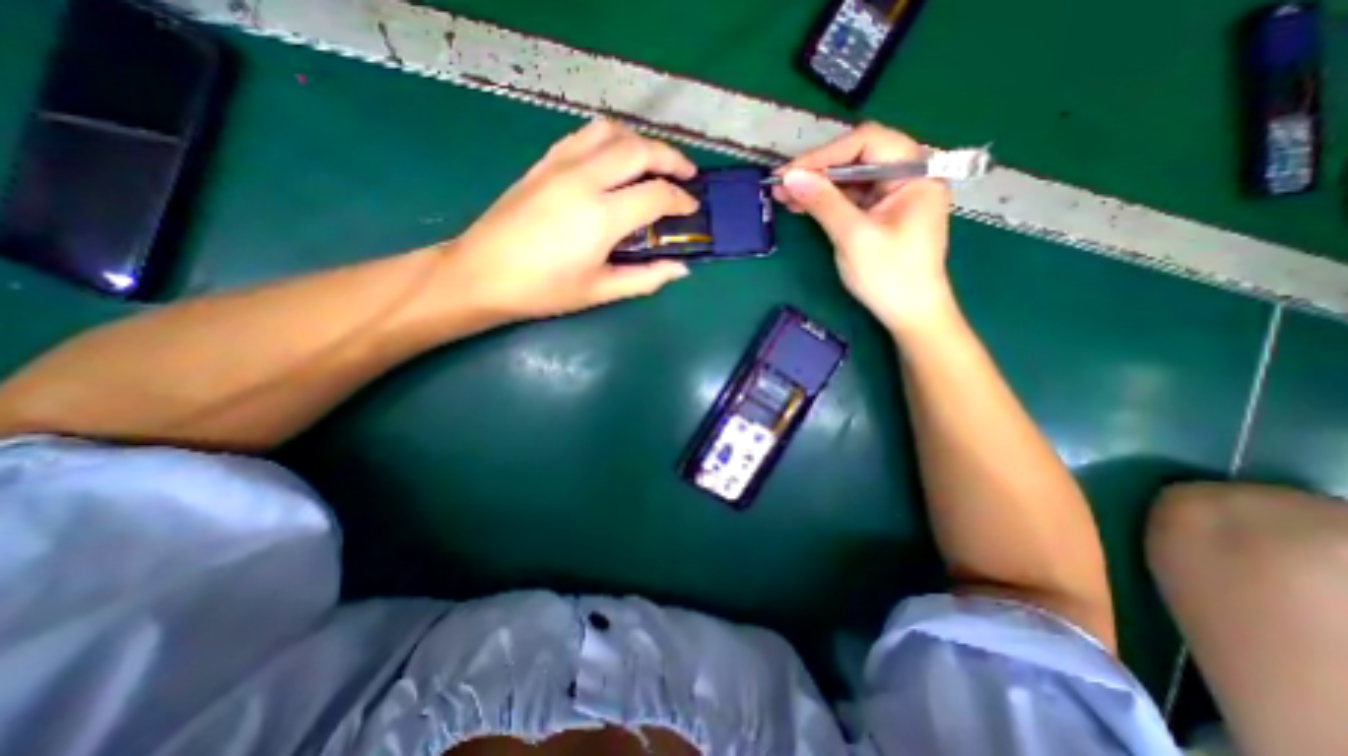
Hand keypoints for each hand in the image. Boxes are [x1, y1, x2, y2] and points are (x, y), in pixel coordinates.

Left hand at [446, 117, 701, 319]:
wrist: (482, 274)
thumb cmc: (544, 290)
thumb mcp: (600, 291)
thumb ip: (646, 278)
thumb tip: (681, 268)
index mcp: (601, 216)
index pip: (656, 194)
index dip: (681, 200)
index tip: (691, 209)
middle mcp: (584, 179)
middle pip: (639, 149)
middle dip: (671, 158)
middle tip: (686, 175)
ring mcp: (560, 165)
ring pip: (611, 131)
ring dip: (640, 142)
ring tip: (652, 163)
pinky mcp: (543, 162)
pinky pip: (584, 136)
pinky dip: (609, 140)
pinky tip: (613, 160)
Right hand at [767, 121, 955, 332]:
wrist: (910, 315)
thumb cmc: (890, 276)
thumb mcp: (853, 236)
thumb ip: (824, 202)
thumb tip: (790, 176)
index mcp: (915, 173)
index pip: (868, 142)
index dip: (825, 154)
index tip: (791, 172)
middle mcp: (907, 177)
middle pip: (858, 158)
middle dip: (818, 170)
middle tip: (781, 183)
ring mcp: (894, 197)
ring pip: (850, 180)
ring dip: (817, 186)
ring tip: (782, 194)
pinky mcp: (881, 215)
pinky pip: (850, 200)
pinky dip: (826, 202)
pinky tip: (801, 205)